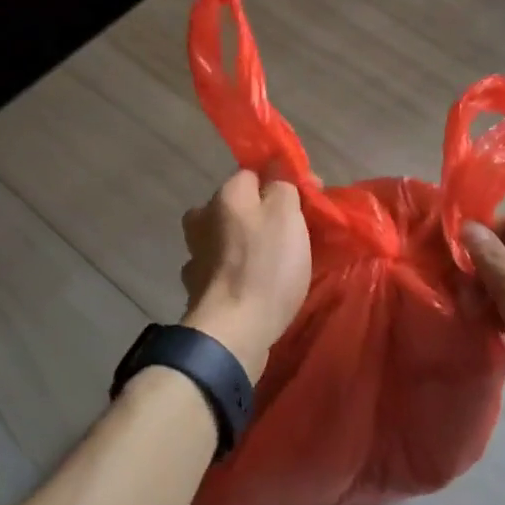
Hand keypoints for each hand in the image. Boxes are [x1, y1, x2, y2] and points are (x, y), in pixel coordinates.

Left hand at [180, 170, 310, 383]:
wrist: (233, 332)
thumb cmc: (265, 266)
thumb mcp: (286, 214)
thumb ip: (283, 185)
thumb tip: (277, 172)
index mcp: (224, 195)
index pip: (253, 173)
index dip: (282, 183)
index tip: (308, 202)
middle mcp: (202, 219)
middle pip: (237, 207)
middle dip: (260, 215)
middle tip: (292, 234)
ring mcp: (195, 257)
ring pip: (227, 239)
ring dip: (246, 246)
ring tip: (275, 264)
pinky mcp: (198, 291)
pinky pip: (223, 271)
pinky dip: (236, 274)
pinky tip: (254, 286)